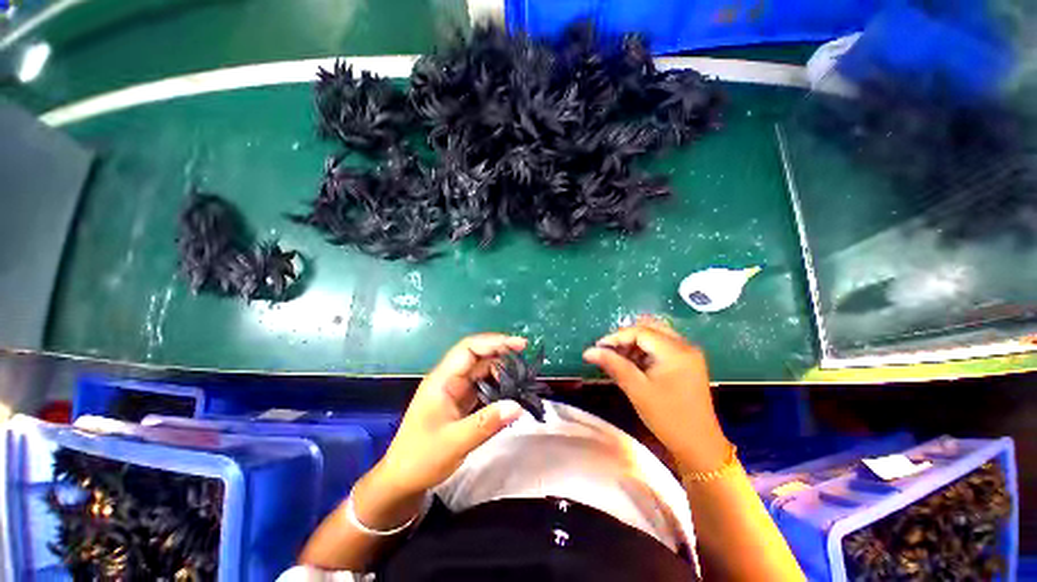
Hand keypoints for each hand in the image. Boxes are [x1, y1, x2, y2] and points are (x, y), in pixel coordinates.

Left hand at [377, 333, 527, 495]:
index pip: (469, 348)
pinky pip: (482, 385)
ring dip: (501, 370)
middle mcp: (449, 379)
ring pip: (481, 370)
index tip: (519, 345)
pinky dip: (498, 384)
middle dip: (501, 353)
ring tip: (523, 376)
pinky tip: (511, 390)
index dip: (494, 342)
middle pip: (477, 355)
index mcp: (442, 380)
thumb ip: (486, 423)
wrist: (402, 479)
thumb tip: (518, 406)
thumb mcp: (454, 443)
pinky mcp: (461, 400)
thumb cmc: (421, 458)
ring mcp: (455, 389)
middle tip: (525, 360)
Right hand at [583, 317, 729, 471]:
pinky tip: (635, 363)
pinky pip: (662, 345)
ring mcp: (688, 353)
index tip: (598, 348)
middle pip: (649, 327)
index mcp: (675, 351)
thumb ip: (613, 365)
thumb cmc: (668, 418)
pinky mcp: (687, 362)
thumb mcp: (637, 390)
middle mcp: (685, 345)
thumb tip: (588, 351)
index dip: (616, 337)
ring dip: (635, 342)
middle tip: (609, 351)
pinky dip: (645, 349)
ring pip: (655, 335)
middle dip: (626, 337)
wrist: (699, 445)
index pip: (640, 331)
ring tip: (619, 358)